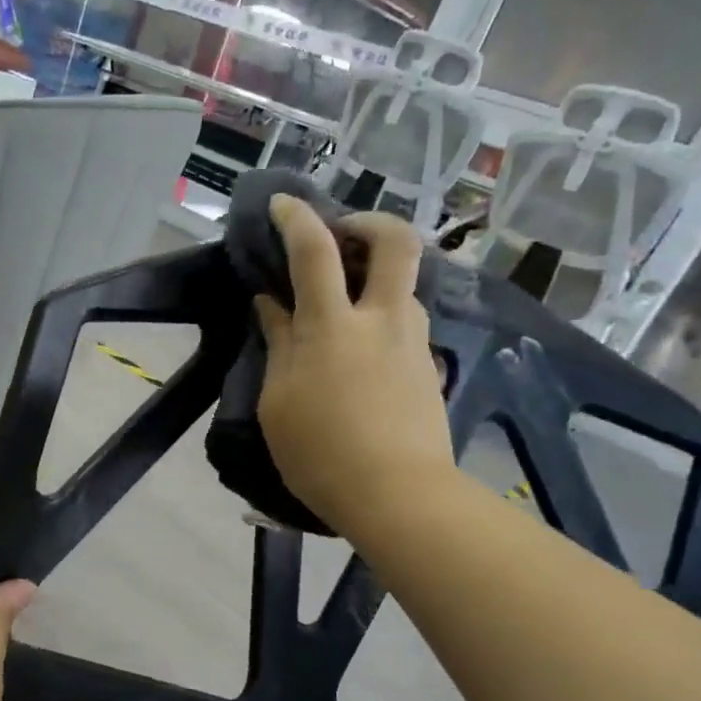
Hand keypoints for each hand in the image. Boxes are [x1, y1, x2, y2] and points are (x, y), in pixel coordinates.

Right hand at [254, 196, 454, 533]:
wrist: (398, 497)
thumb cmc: (321, 453)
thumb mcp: (279, 401)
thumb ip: (279, 344)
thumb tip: (272, 305)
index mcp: (333, 325)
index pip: (314, 250)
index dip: (295, 218)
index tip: (281, 203)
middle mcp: (383, 319)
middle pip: (397, 241)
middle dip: (370, 222)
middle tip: (342, 234)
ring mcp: (413, 343)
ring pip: (405, 286)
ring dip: (376, 279)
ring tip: (345, 306)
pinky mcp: (428, 369)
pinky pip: (405, 326)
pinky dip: (382, 320)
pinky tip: (362, 354)